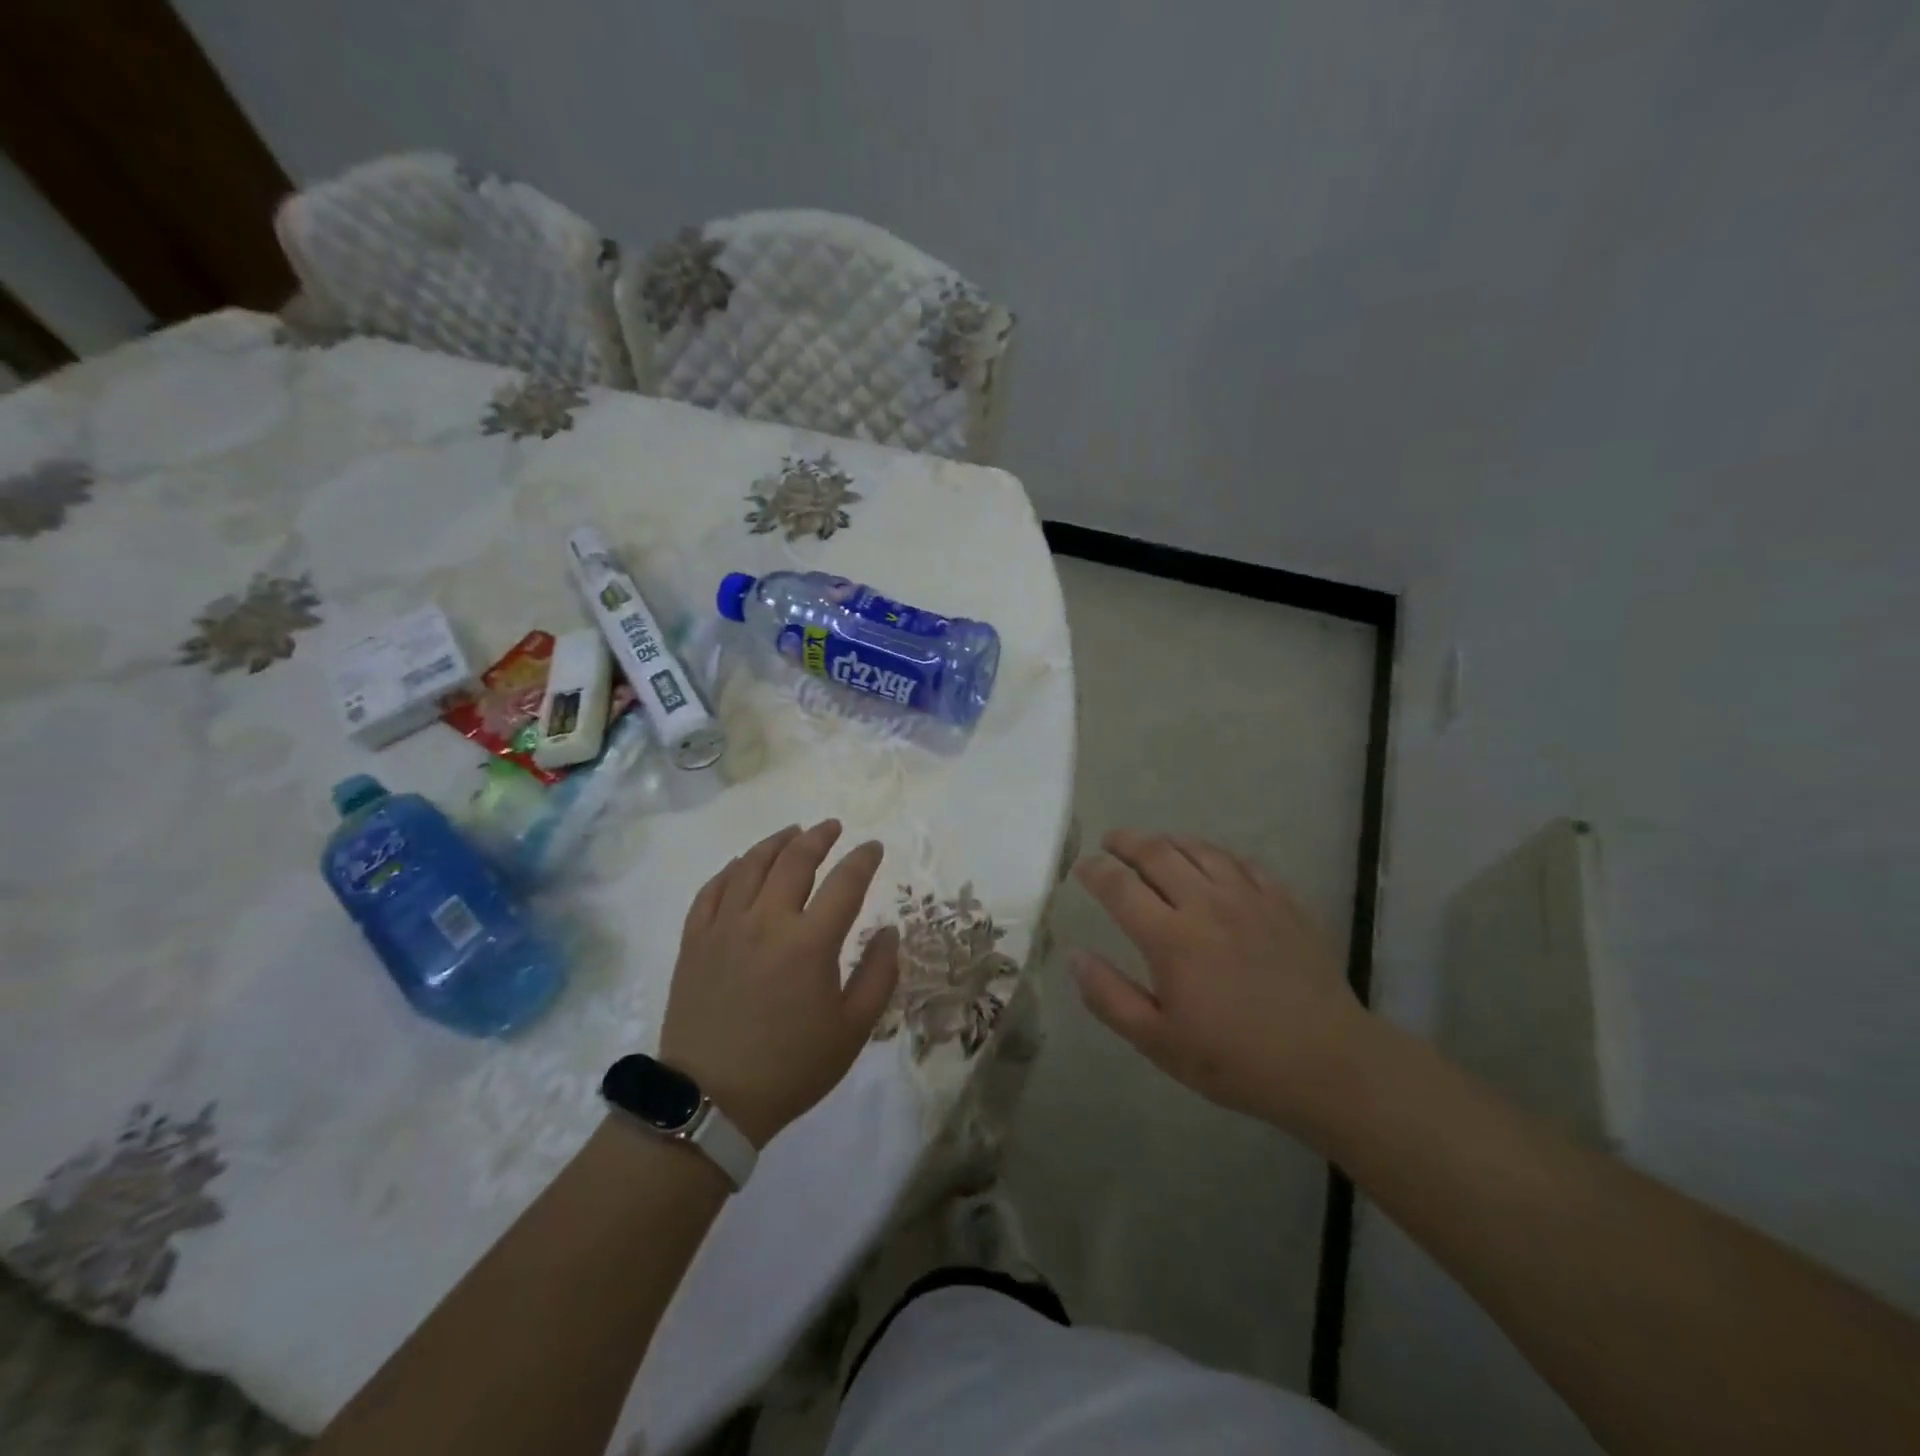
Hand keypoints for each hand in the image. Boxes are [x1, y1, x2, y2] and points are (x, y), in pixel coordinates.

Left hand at [661, 821, 899, 1146]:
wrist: (711, 1102)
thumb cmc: (791, 1067)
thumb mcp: (852, 1030)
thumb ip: (878, 975)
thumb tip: (888, 931)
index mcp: (810, 943)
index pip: (845, 882)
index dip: (863, 859)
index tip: (873, 847)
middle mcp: (766, 922)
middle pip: (795, 860)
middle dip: (818, 837)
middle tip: (832, 827)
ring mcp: (725, 928)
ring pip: (751, 866)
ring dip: (776, 842)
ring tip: (792, 832)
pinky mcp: (695, 941)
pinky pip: (712, 890)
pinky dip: (731, 869)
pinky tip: (742, 864)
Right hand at [1071, 829, 1370, 1132]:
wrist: (1328, 1063)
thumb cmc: (1236, 1060)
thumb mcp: (1159, 1043)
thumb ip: (1110, 997)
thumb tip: (1074, 956)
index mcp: (1171, 938)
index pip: (1120, 887)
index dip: (1095, 871)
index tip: (1081, 867)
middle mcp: (1206, 904)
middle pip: (1158, 854)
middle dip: (1127, 842)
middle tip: (1111, 841)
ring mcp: (1248, 898)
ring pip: (1199, 850)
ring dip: (1168, 841)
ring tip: (1154, 844)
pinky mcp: (1282, 902)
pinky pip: (1241, 862)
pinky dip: (1215, 854)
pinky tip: (1211, 862)